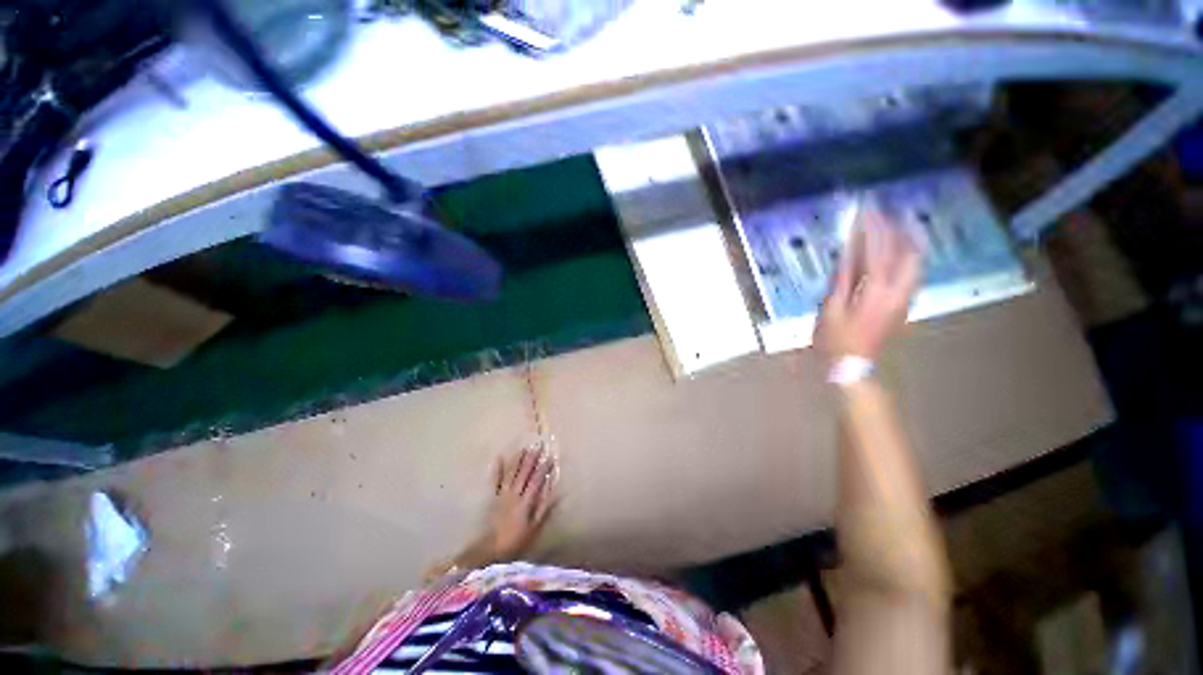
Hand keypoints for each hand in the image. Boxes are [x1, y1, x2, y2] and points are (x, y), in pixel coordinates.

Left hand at [484, 445, 558, 560]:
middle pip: (524, 474)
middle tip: (538, 445)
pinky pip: (495, 481)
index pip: (537, 481)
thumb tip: (558, 493)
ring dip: (518, 460)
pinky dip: (497, 469)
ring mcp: (502, 494)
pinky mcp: (493, 497)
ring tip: (524, 448)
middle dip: (532, 459)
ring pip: (512, 473)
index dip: (544, 468)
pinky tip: (499, 457)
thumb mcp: (534, 528)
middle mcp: (514, 494)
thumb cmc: (516, 540)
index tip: (550, 456)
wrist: (491, 550)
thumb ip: (545, 509)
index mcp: (526, 501)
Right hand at [816, 209, 921, 365]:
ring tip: (899, 223)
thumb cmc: (836, 339)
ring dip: (908, 239)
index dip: (872, 228)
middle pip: (905, 251)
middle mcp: (898, 289)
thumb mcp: (830, 309)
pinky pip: (913, 271)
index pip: (877, 250)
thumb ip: (841, 279)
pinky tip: (903, 249)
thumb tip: (847, 252)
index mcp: (875, 290)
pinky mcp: (905, 303)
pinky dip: (909, 254)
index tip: (866, 210)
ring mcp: (905, 296)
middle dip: (896, 228)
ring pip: (915, 260)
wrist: (855, 366)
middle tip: (886, 211)